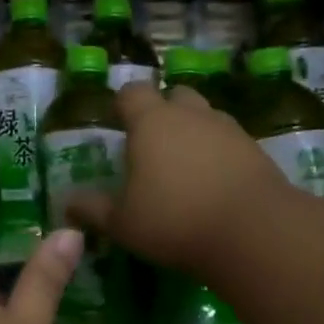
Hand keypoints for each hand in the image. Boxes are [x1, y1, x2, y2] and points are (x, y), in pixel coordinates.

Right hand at [64, 81, 287, 279]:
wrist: (254, 231)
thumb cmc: (174, 219)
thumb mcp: (123, 222)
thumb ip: (93, 209)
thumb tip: (66, 202)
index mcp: (151, 121)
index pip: (131, 93)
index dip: (121, 104)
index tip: (116, 123)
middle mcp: (190, 114)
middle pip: (174, 95)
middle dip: (162, 111)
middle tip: (152, 144)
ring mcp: (227, 128)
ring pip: (205, 115)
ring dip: (193, 130)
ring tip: (184, 165)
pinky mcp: (256, 149)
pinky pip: (229, 140)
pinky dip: (219, 152)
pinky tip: (214, 182)